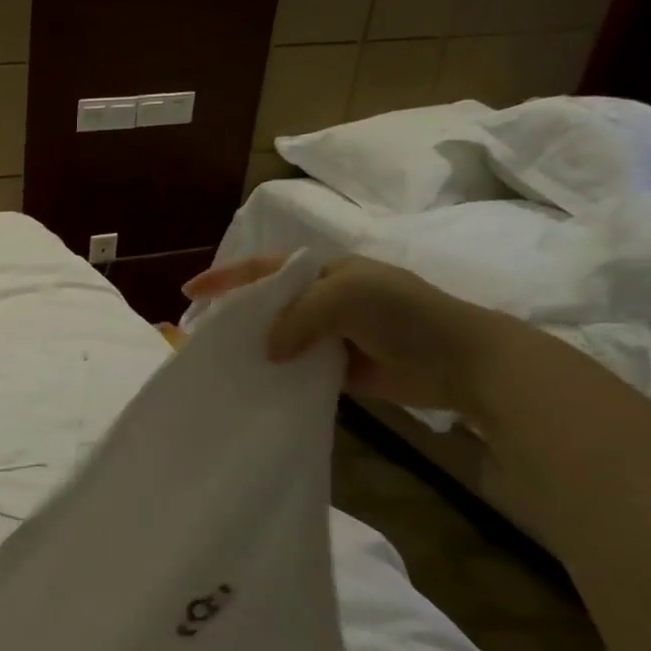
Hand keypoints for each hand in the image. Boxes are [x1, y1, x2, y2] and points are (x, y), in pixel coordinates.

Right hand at [182, 253, 511, 415]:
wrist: (460, 360)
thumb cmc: (405, 315)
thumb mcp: (346, 297)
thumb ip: (298, 317)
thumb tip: (267, 350)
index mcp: (324, 270)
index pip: (264, 267)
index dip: (226, 277)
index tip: (190, 292)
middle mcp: (322, 298)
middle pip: (266, 302)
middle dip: (233, 314)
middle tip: (200, 333)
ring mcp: (329, 333)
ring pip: (277, 336)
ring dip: (252, 346)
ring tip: (218, 361)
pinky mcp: (336, 366)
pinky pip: (294, 366)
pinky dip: (275, 373)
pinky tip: (253, 383)